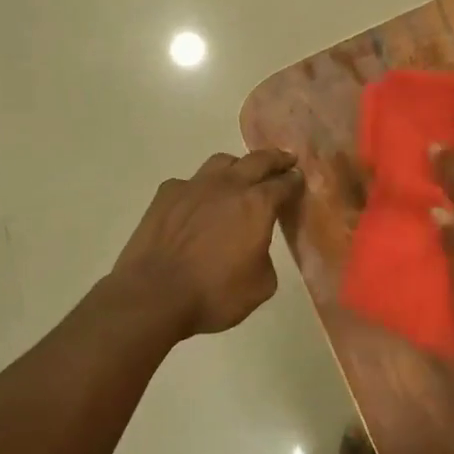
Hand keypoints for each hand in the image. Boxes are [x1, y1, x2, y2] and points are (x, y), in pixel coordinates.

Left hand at [109, 149, 303, 336]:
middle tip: (285, 161)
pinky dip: (200, 188)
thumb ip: (266, 257)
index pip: (284, 184)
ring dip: (237, 166)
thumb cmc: (213, 294)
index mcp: (257, 205)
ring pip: (222, 161)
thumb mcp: (260, 286)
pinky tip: (197, 203)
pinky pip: (190, 182)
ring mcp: (194, 185)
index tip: (299, 179)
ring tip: (240, 176)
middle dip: (275, 159)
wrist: (153, 294)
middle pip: (258, 160)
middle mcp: (228, 185)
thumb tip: (256, 246)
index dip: (295, 181)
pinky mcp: (167, 193)